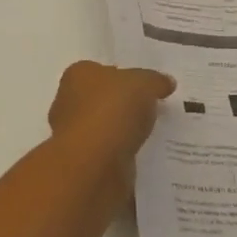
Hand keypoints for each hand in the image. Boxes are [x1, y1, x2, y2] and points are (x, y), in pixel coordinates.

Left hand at [47, 61, 174, 165]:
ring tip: (153, 134)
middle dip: (124, 105)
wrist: (94, 165)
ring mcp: (73, 135)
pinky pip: (109, 152)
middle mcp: (69, 102)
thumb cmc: (112, 111)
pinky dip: (123, 153)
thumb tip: (167, 82)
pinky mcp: (83, 163)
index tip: (146, 87)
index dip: (124, 77)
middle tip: (153, 109)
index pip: (102, 70)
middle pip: (102, 99)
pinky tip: (142, 155)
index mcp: (78, 75)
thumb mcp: (144, 84)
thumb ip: (155, 81)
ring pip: (105, 128)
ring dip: (124, 132)